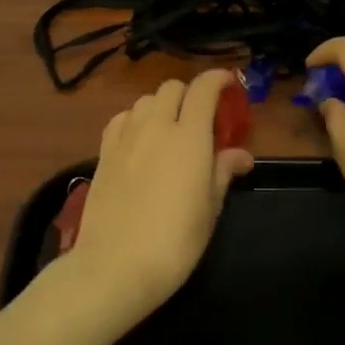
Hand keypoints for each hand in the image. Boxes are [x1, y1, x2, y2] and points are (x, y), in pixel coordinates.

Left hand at [61, 70, 254, 321]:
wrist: (116, 266)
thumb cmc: (175, 241)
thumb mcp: (210, 208)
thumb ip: (223, 172)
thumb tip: (241, 155)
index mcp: (189, 137)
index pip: (203, 89)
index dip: (218, 79)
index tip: (229, 84)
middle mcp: (156, 126)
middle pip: (172, 88)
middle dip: (189, 94)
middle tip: (200, 119)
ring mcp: (126, 137)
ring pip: (145, 100)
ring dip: (161, 106)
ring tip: (169, 130)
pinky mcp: (103, 152)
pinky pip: (121, 119)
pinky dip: (135, 119)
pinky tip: (139, 140)